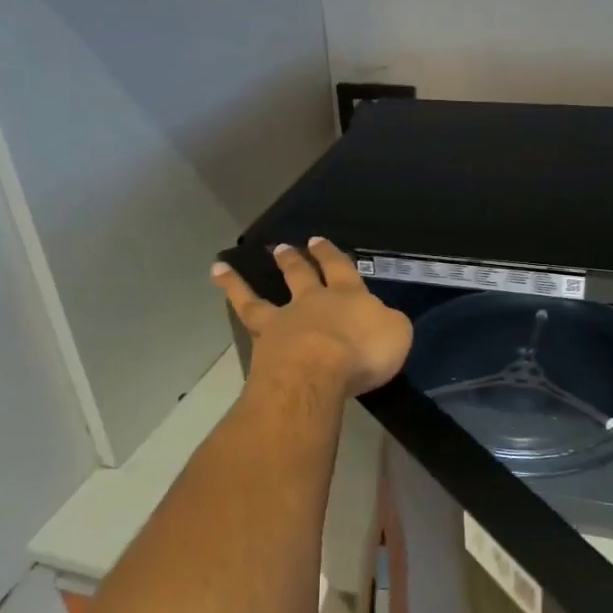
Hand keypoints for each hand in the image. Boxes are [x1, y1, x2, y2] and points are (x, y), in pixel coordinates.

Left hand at [212, 238, 412, 396]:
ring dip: (246, 278)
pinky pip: (245, 312)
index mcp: (349, 296)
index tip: (319, 241)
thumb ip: (388, 322)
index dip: (332, 256)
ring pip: (263, 294)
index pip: (342, 270)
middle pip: (303, 275)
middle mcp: (314, 301)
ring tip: (226, 265)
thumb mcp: (396, 334)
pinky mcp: (263, 340)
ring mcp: (284, 320)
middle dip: (296, 261)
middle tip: (284, 247)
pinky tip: (217, 277)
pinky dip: (230, 292)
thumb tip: (380, 318)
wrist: (317, 371)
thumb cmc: (362, 352)